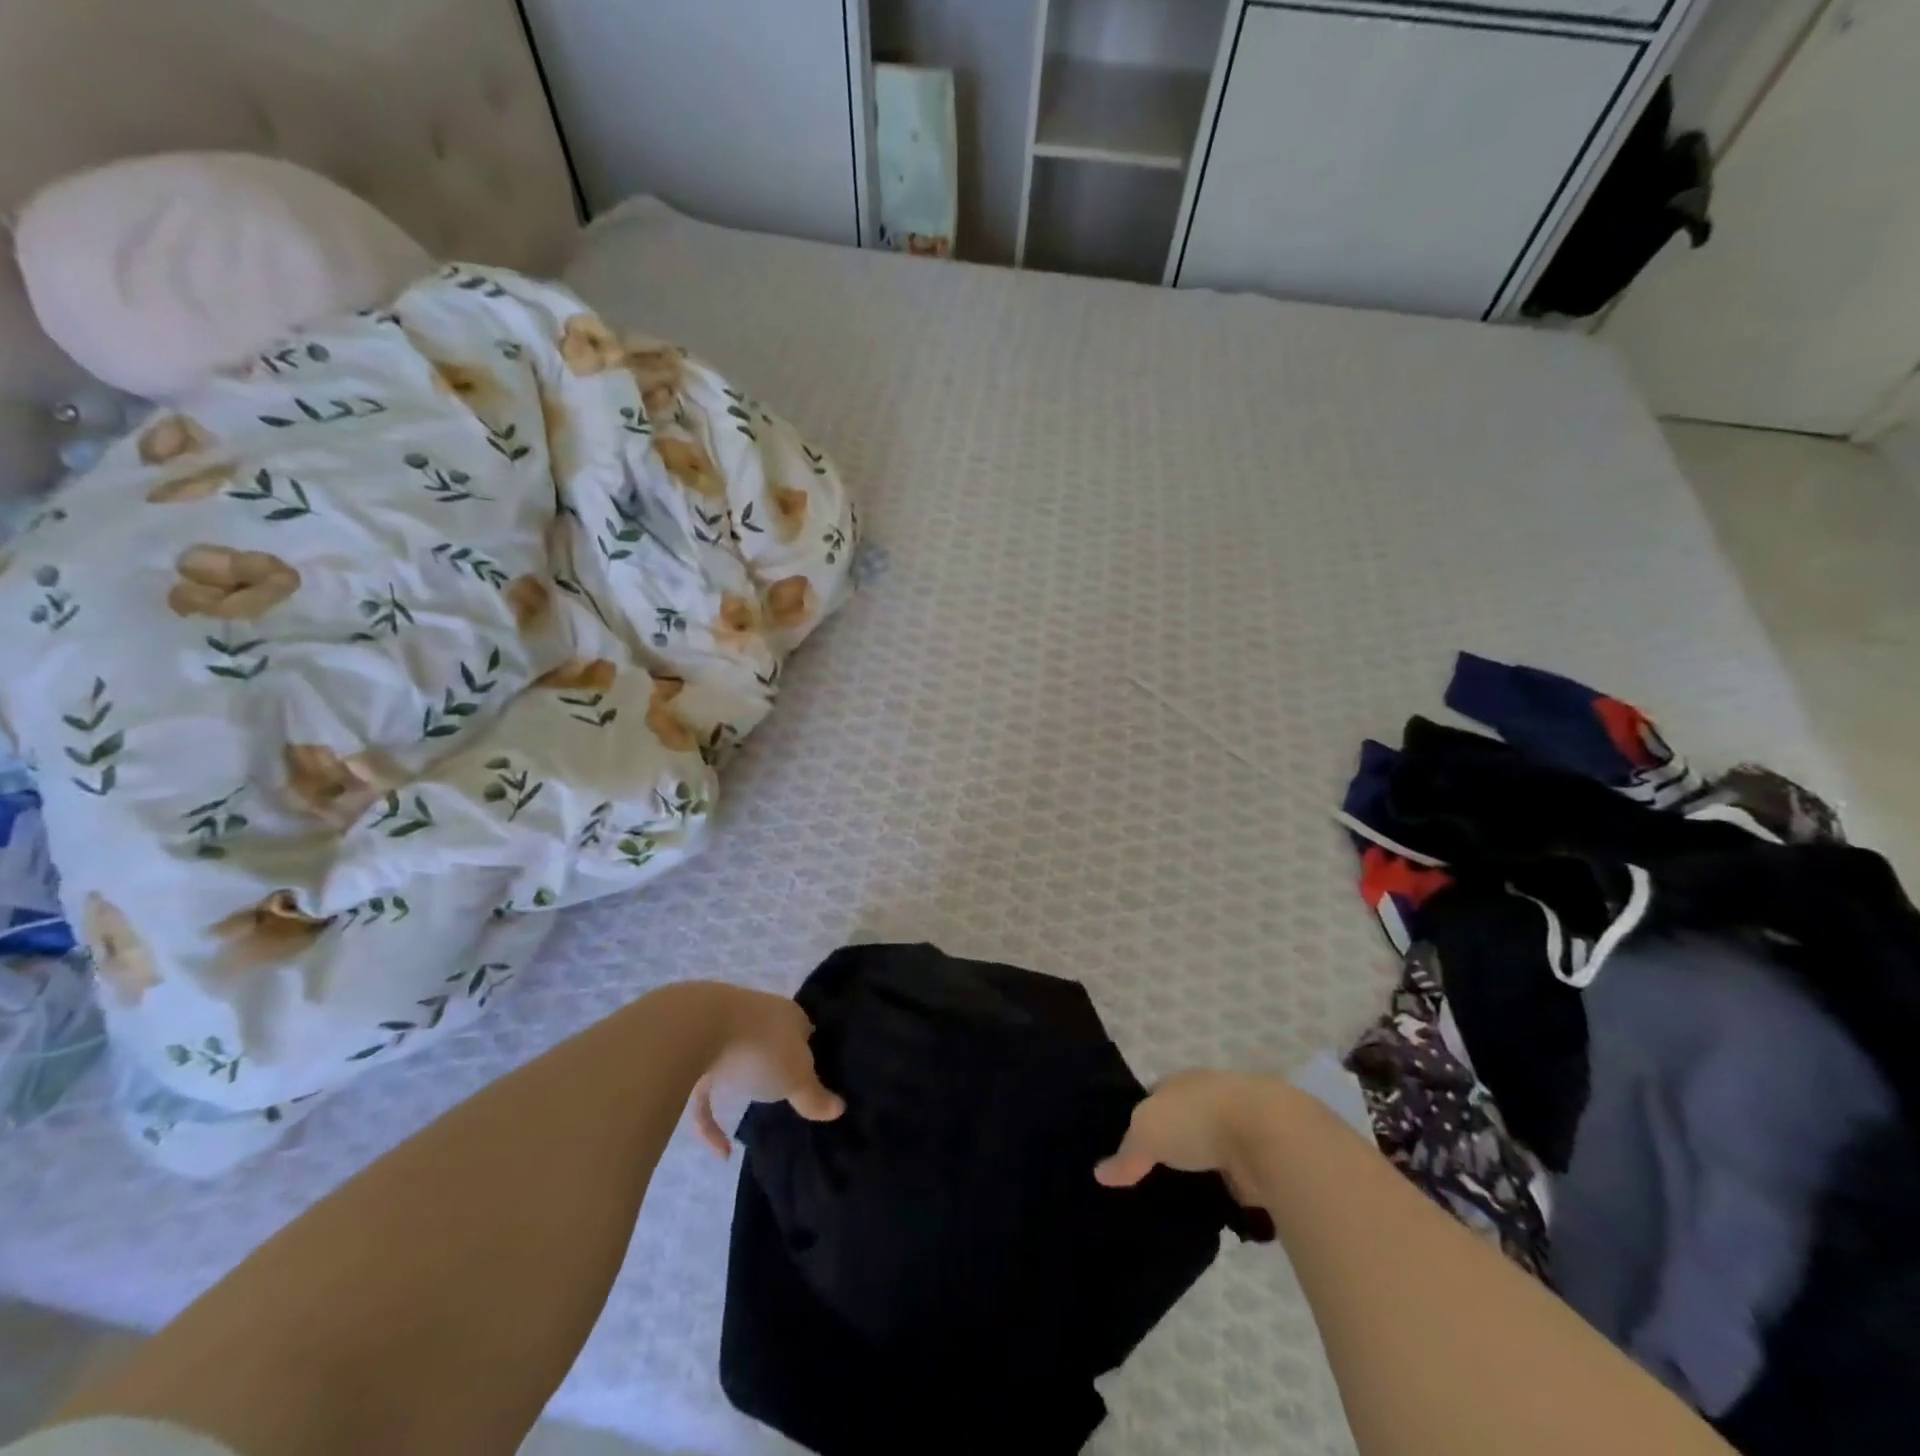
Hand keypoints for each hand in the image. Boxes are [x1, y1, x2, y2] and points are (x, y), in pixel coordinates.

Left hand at [687, 984, 844, 1157]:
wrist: (697, 1031)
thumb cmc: (762, 1049)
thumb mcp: (797, 1079)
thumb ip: (815, 1096)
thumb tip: (839, 1108)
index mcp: (788, 1016)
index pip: (805, 1029)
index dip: (812, 1050)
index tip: (817, 1074)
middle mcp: (758, 1017)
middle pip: (772, 1040)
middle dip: (777, 1061)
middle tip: (787, 1090)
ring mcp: (722, 1035)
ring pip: (737, 1060)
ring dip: (743, 1083)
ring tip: (753, 1113)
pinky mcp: (691, 1056)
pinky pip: (705, 1092)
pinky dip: (712, 1122)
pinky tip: (721, 1152)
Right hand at [1095, 1069, 1282, 1189]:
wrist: (1270, 1136)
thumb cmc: (1199, 1120)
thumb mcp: (1146, 1132)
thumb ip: (1126, 1154)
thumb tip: (1100, 1173)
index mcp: (1182, 1082)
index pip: (1156, 1098)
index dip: (1142, 1120)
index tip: (1131, 1148)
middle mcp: (1211, 1099)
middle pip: (1186, 1124)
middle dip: (1175, 1147)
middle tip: (1153, 1181)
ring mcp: (1242, 1128)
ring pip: (1214, 1152)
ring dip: (1206, 1172)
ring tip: (1184, 1203)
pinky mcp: (1266, 1160)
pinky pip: (1239, 1179)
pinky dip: (1231, 1193)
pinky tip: (1219, 1214)